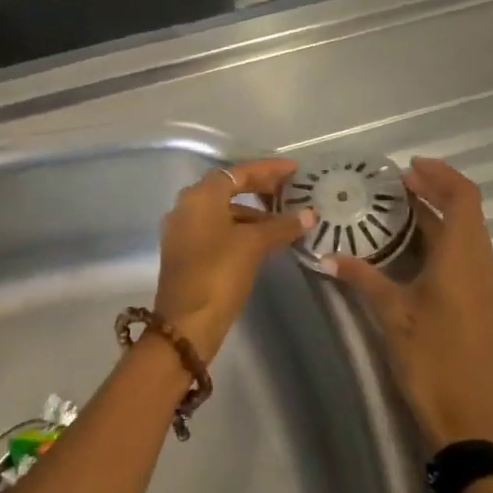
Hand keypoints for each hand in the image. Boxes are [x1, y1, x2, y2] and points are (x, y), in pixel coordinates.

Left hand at [153, 158, 314, 359]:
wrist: (186, 322)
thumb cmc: (219, 274)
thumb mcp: (253, 245)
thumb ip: (281, 225)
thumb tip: (309, 214)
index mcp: (200, 196)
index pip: (238, 173)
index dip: (268, 170)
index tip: (294, 170)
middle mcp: (186, 206)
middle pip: (228, 188)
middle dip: (260, 188)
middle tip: (290, 190)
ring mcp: (183, 230)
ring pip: (223, 211)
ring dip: (252, 212)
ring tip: (284, 220)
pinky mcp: (186, 251)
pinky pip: (217, 229)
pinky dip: (240, 229)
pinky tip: (264, 240)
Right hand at [325, 157, 492, 453]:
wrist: (471, 419)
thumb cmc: (431, 360)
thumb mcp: (391, 315)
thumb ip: (363, 279)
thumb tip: (328, 257)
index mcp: (463, 259)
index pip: (463, 197)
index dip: (440, 175)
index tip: (408, 168)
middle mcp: (482, 264)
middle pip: (466, 213)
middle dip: (435, 193)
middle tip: (395, 187)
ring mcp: (487, 286)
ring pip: (468, 236)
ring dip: (439, 218)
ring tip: (399, 213)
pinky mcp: (484, 304)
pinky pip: (467, 257)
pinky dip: (444, 241)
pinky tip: (414, 254)